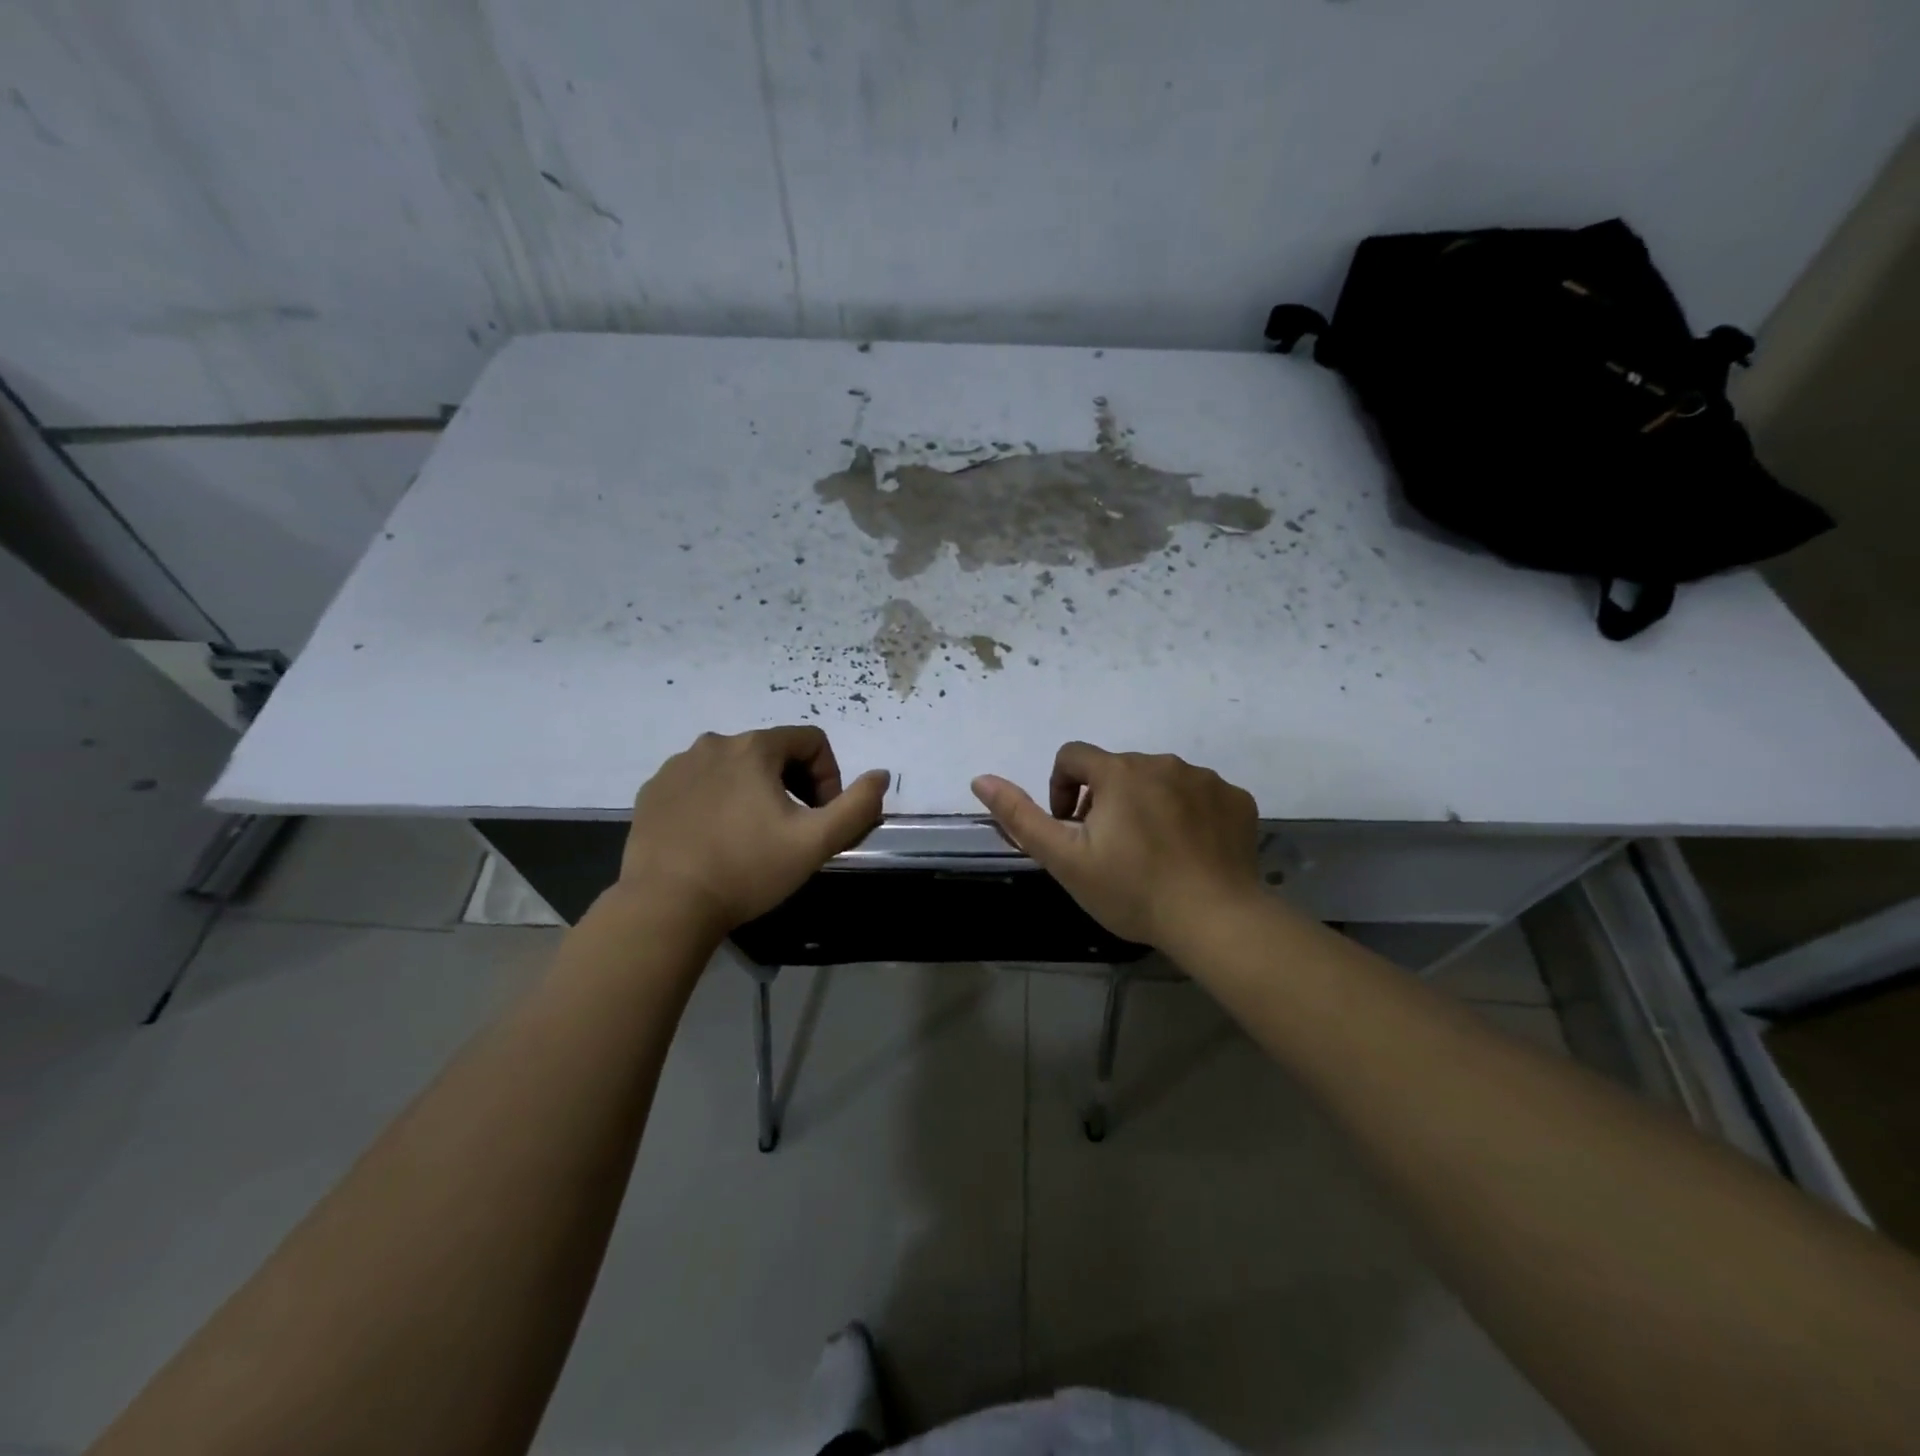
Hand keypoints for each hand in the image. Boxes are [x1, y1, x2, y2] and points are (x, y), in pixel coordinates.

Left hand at [616, 726, 888, 933]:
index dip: (829, 776)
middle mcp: (714, 744)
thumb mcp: (815, 842)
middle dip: (793, 785)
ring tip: (752, 837)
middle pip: (772, 752)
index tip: (821, 817)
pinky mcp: (653, 791)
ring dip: (754, 792)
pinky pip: (698, 784)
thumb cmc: (747, 870)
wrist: (665, 906)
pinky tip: (715, 840)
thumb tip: (881, 775)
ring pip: (734, 768)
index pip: (811, 741)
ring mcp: (676, 766)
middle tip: (792, 830)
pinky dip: (716, 802)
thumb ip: (857, 806)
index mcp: (754, 747)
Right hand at [972, 742, 1261, 948]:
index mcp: (1118, 772)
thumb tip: (980, 778)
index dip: (1062, 788)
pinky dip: (1187, 813)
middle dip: (1105, 800)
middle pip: (1118, 770)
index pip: (1073, 756)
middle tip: (1109, 848)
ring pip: (1160, 780)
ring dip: (1146, 803)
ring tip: (1151, 852)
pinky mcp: (1235, 799)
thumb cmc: (1132, 890)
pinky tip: (1188, 851)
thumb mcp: (1064, 859)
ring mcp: (1205, 779)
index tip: (1071, 826)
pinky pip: (1200, 795)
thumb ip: (1020, 816)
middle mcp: (1162, 762)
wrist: (1215, 920)